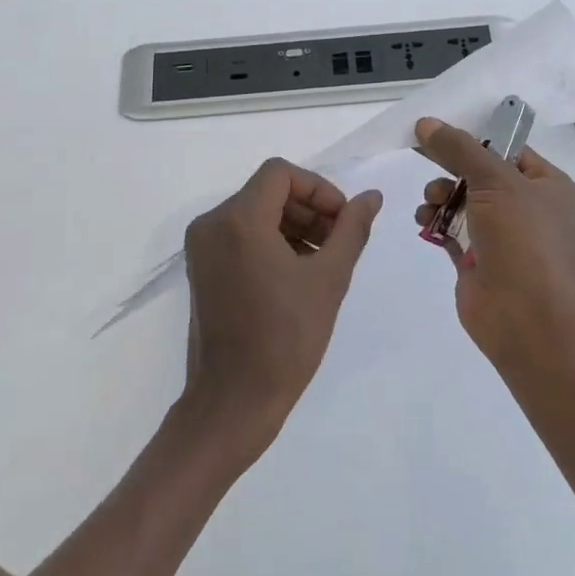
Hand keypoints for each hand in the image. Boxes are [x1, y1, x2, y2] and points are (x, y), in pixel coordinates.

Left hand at [182, 158, 381, 464]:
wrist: (233, 401)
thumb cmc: (285, 338)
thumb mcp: (329, 279)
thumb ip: (352, 229)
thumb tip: (372, 197)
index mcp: (239, 220)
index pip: (281, 174)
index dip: (319, 189)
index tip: (343, 221)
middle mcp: (212, 224)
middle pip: (267, 192)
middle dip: (309, 210)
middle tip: (339, 243)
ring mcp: (202, 248)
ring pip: (255, 214)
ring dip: (293, 227)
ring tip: (323, 262)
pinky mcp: (202, 270)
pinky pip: (240, 236)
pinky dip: (272, 243)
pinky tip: (297, 275)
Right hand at [413, 117, 574, 360]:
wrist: (525, 315)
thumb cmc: (522, 238)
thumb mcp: (494, 180)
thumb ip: (459, 149)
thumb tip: (426, 123)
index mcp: (549, 186)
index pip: (510, 151)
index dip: (476, 140)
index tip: (440, 133)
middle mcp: (529, 210)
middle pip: (482, 176)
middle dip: (452, 170)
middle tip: (428, 164)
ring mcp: (504, 239)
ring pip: (465, 203)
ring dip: (441, 195)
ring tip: (429, 201)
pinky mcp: (479, 263)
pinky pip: (453, 232)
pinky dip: (436, 222)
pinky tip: (423, 219)